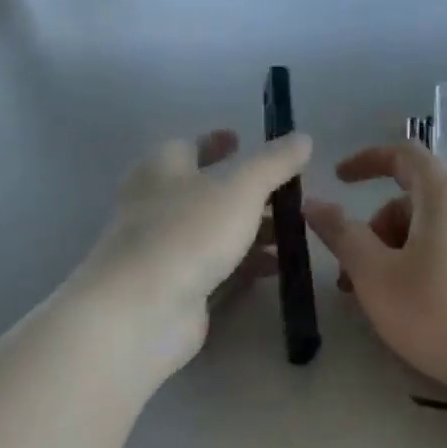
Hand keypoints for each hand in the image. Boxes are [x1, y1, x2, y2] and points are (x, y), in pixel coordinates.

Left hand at [72, 129, 311, 383]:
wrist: (143, 309)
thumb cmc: (188, 233)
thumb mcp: (240, 188)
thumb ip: (274, 163)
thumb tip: (303, 137)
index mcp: (162, 170)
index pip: (188, 146)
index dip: (215, 143)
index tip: (241, 140)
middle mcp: (157, 206)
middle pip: (205, 192)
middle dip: (246, 192)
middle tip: (285, 195)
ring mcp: (165, 251)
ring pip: (214, 232)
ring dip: (251, 231)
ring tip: (291, 235)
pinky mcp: (176, 288)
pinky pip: (216, 268)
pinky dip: (244, 264)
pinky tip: (274, 269)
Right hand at [304, 144, 446, 409]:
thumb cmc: (440, 313)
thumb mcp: (377, 277)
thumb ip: (343, 235)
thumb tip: (314, 203)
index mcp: (444, 193)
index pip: (402, 154)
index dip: (365, 161)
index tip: (338, 180)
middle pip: (413, 197)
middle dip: (376, 228)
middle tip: (352, 274)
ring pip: (433, 226)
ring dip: (397, 249)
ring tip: (381, 297)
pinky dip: (426, 259)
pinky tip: (418, 302)